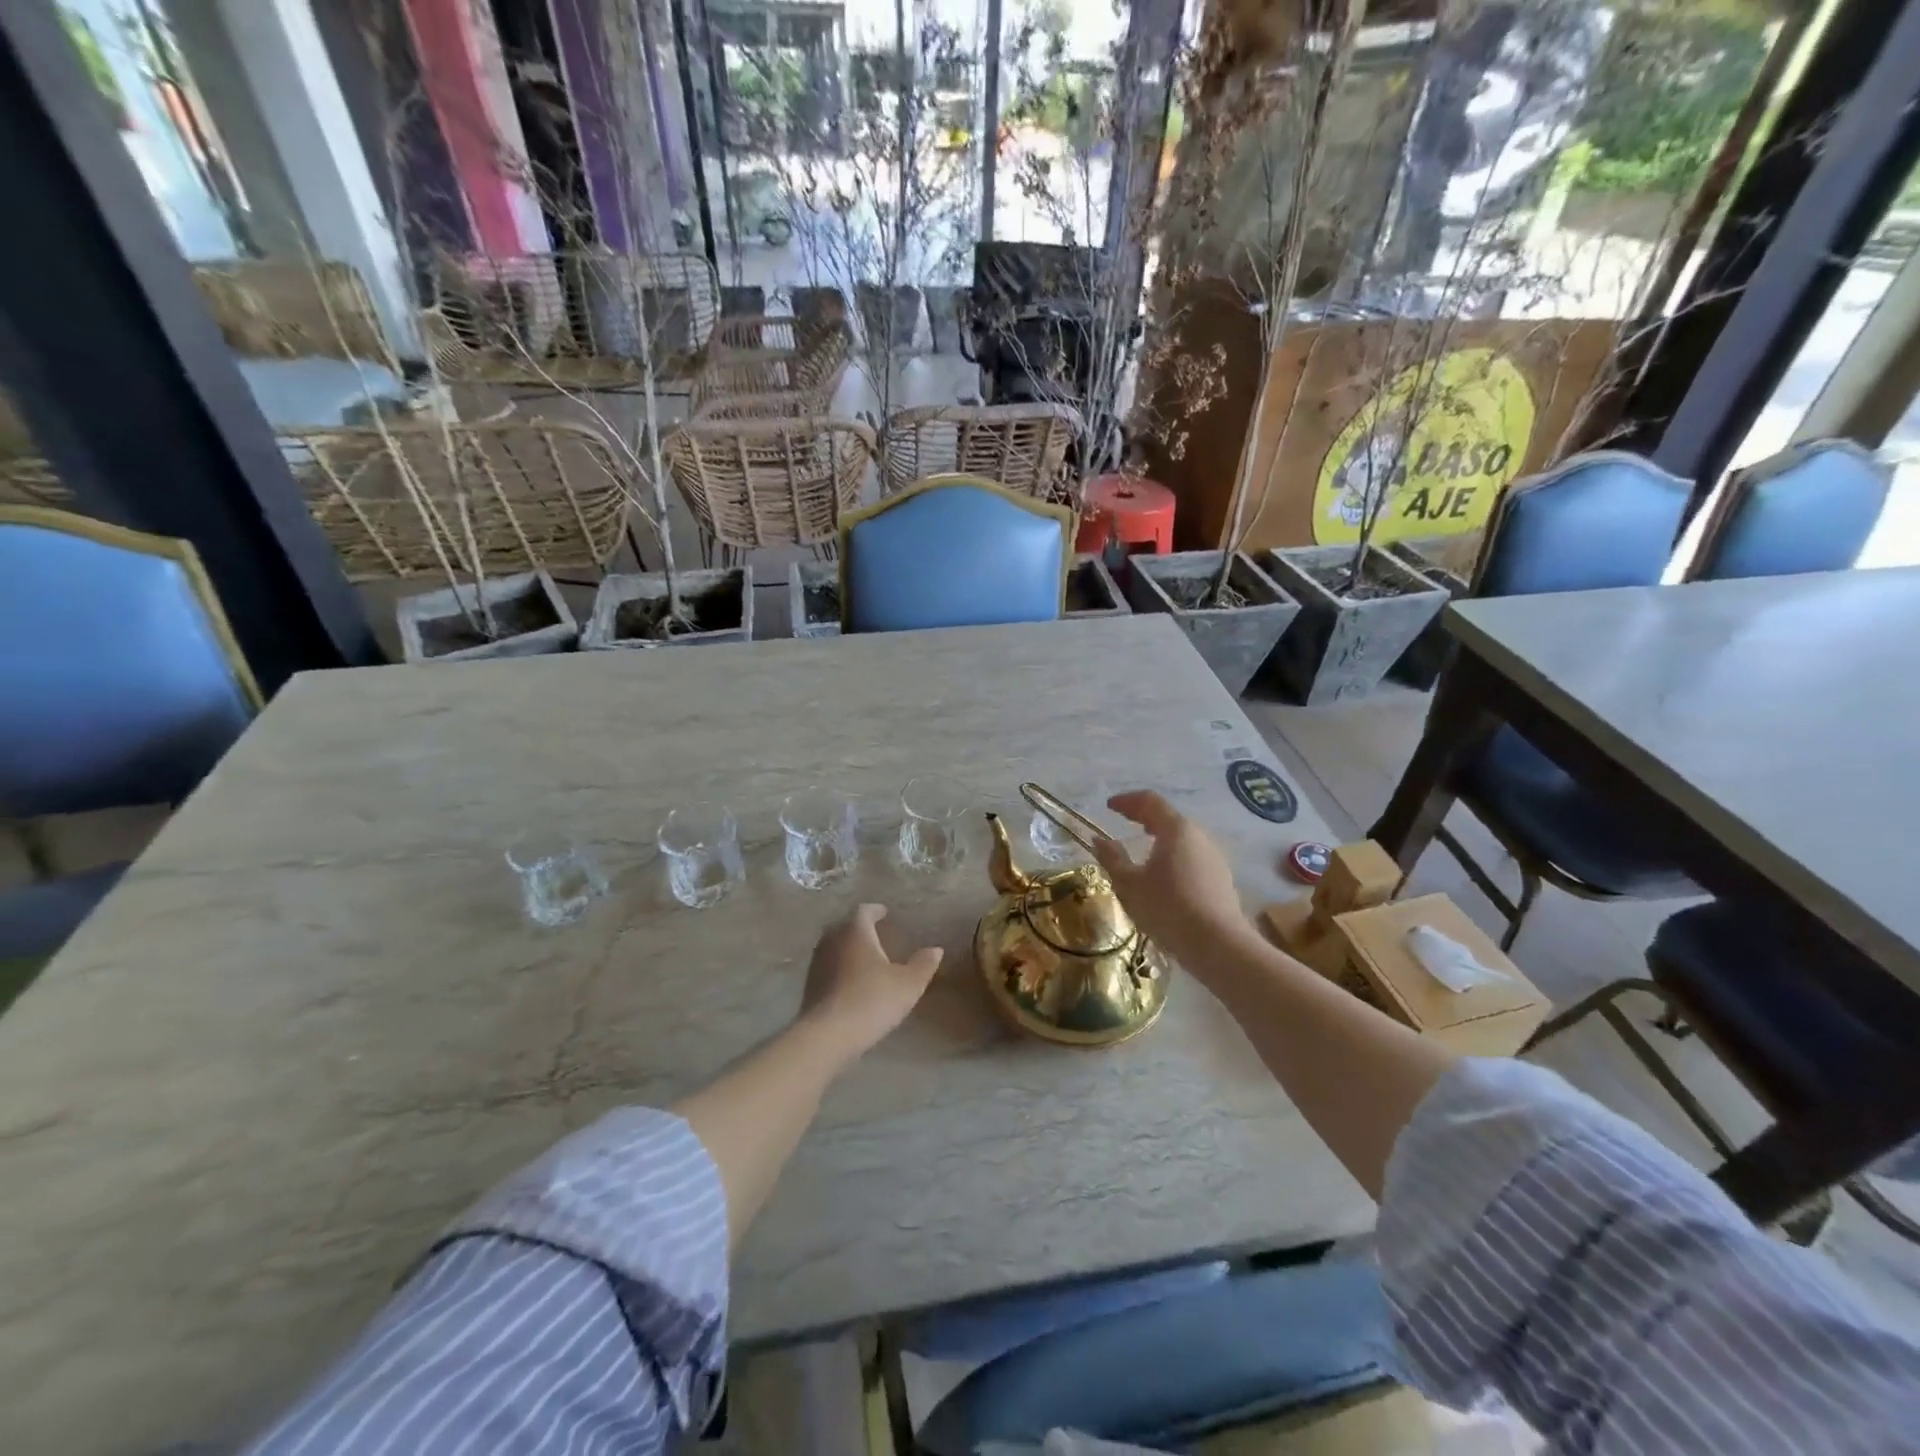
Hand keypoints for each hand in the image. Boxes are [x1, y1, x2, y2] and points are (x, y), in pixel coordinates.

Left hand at [800, 904, 943, 1061]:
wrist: (828, 1035)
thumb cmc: (872, 1000)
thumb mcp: (908, 984)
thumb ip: (923, 964)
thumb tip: (936, 949)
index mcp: (856, 931)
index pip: (864, 911)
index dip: (876, 911)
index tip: (885, 914)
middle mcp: (832, 939)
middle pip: (845, 926)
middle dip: (859, 929)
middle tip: (875, 935)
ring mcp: (817, 962)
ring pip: (833, 946)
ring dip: (847, 949)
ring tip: (864, 959)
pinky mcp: (809, 985)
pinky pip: (827, 967)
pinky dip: (838, 968)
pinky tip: (849, 982)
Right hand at [1093, 791, 1248, 969]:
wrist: (1218, 945)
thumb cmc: (1167, 908)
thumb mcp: (1129, 884)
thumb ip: (1112, 858)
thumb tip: (1099, 840)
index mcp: (1176, 829)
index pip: (1150, 801)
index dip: (1127, 801)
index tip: (1109, 807)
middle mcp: (1199, 836)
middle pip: (1169, 817)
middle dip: (1145, 817)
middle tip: (1126, 822)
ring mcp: (1214, 857)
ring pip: (1183, 838)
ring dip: (1161, 838)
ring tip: (1143, 850)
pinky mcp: (1221, 878)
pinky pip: (1193, 857)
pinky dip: (1174, 856)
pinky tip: (1165, 876)